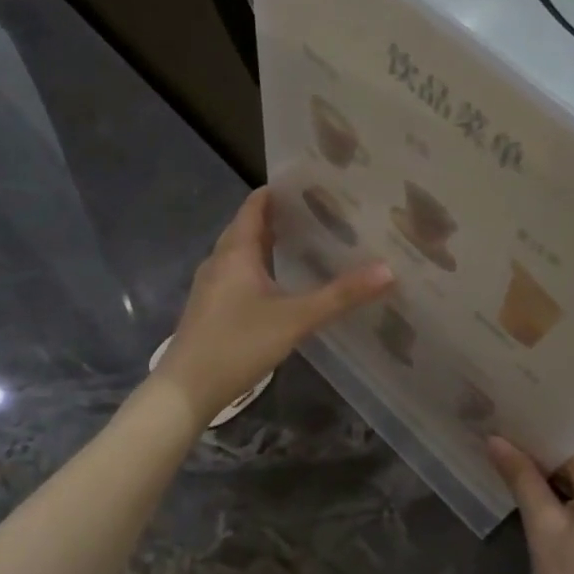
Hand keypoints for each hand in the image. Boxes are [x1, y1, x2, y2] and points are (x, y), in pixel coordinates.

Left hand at [156, 187, 392, 426]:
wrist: (186, 389)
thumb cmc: (238, 344)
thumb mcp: (295, 319)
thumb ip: (340, 296)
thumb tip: (388, 270)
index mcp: (235, 252)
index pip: (254, 206)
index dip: (278, 192)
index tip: (310, 184)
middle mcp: (219, 261)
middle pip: (248, 227)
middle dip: (278, 217)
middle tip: (318, 214)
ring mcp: (210, 286)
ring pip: (241, 253)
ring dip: (268, 244)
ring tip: (305, 244)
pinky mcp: (209, 308)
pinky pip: (236, 275)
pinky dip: (258, 268)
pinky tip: (279, 285)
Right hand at [489, 438, 573, 573]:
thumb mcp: (542, 528)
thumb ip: (521, 477)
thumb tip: (494, 439)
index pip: (569, 444)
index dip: (532, 436)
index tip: (498, 427)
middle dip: (540, 457)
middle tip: (497, 446)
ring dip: (553, 477)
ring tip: (509, 466)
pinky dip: (569, 496)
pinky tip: (539, 495)